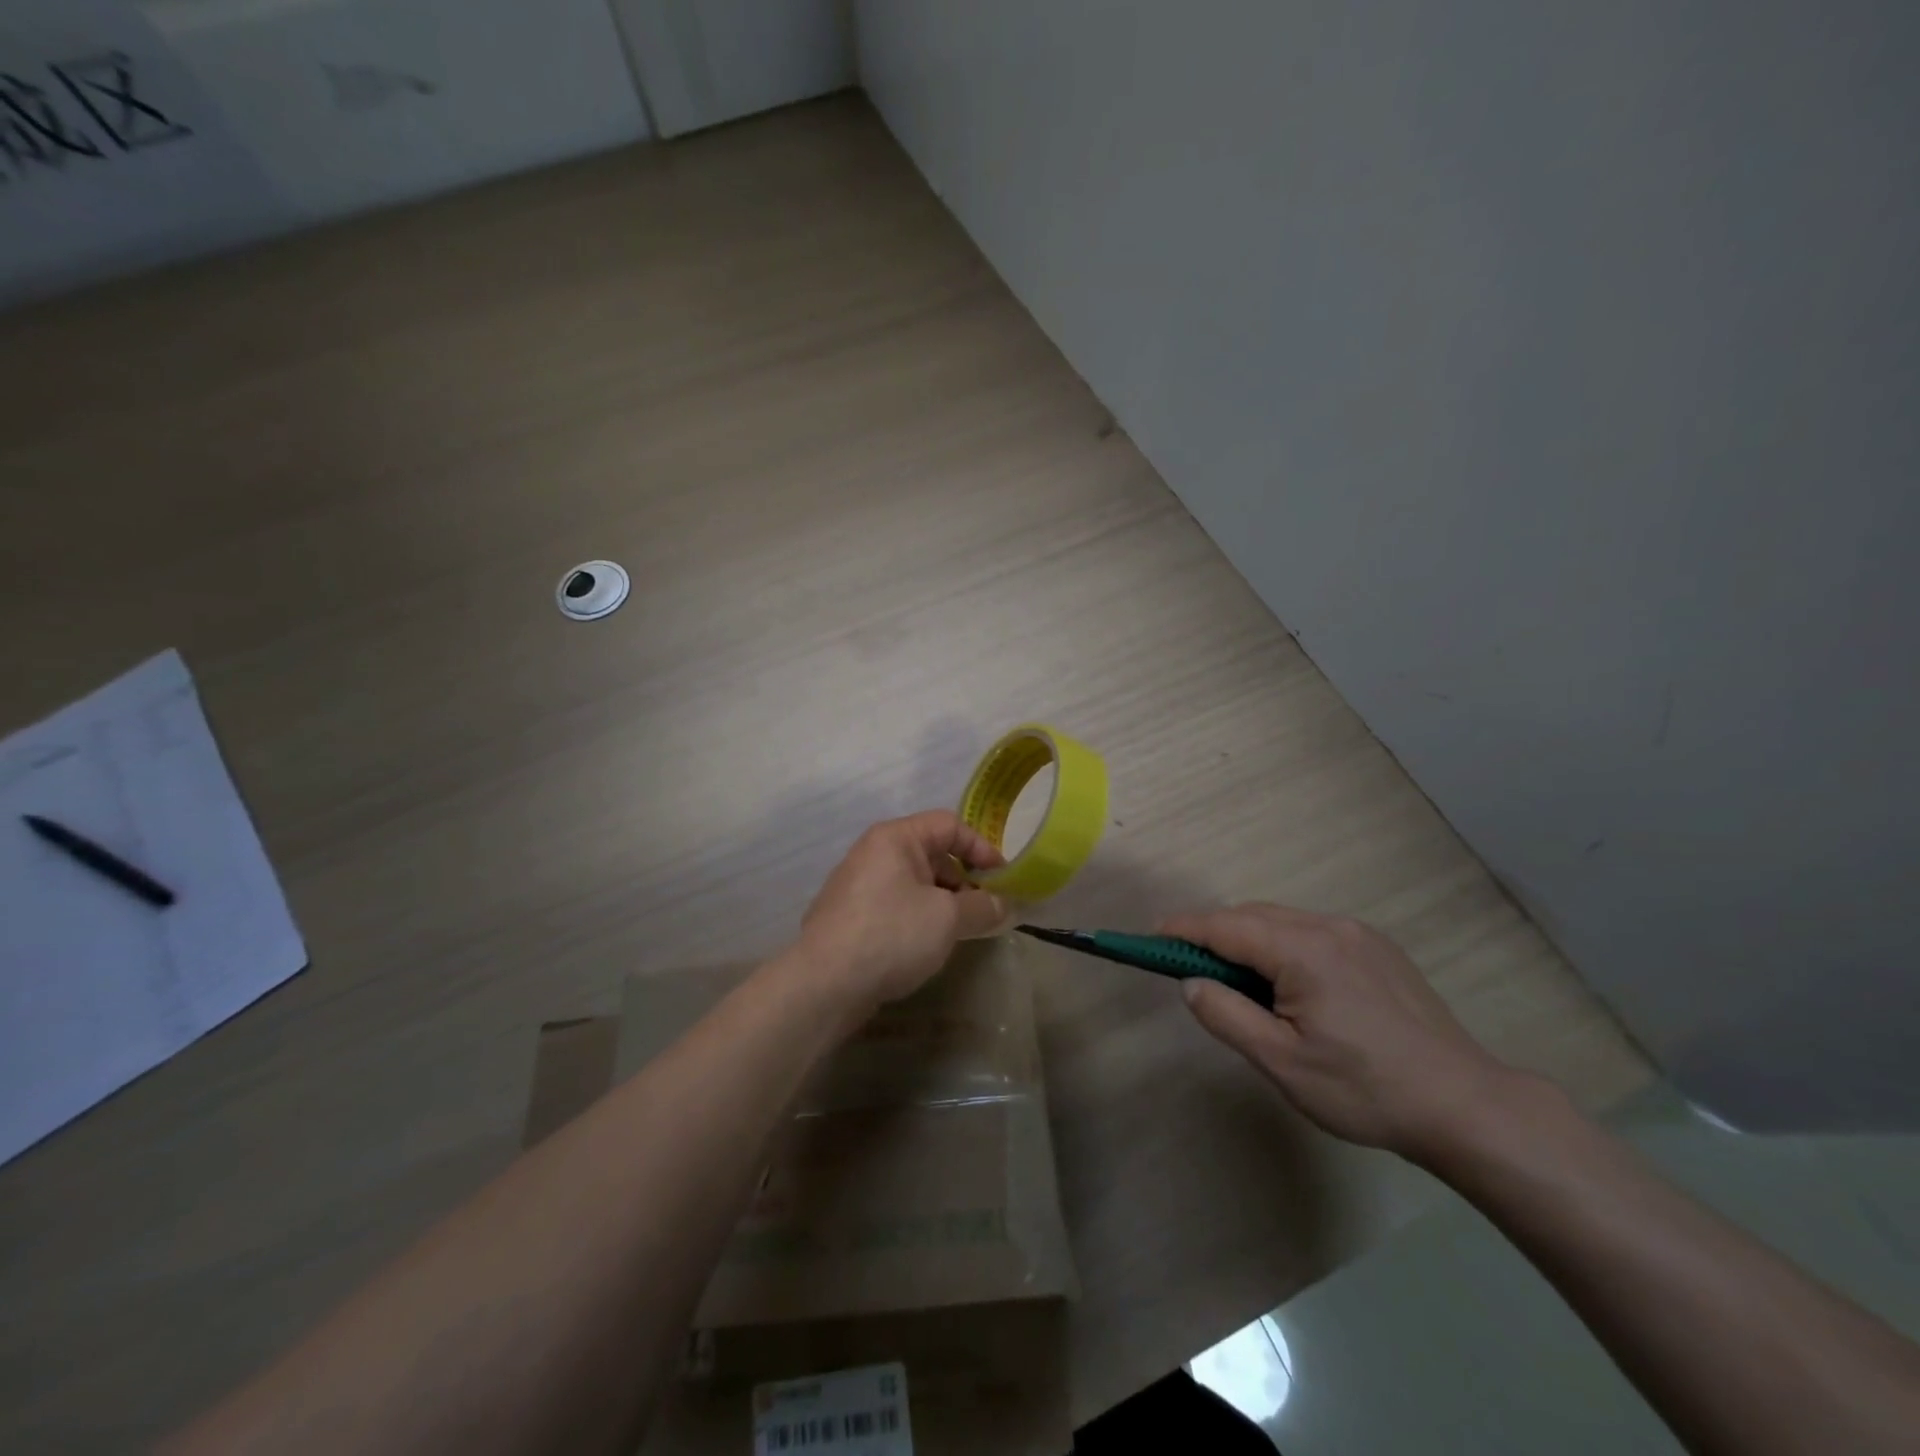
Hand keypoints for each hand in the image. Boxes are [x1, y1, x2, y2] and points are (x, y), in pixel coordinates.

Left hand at [796, 810, 1006, 1013]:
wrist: (824, 983)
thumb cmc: (892, 934)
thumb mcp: (947, 918)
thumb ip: (981, 907)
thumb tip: (1002, 905)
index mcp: (895, 838)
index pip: (949, 825)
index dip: (982, 848)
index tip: (1003, 880)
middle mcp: (873, 853)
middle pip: (932, 853)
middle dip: (964, 880)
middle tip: (985, 911)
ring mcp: (857, 885)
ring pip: (914, 883)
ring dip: (943, 902)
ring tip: (961, 932)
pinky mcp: (849, 917)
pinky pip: (895, 905)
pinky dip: (919, 918)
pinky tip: (927, 946)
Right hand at [1162, 903, 1526, 1162]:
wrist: (1466, 1106)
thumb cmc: (1365, 1089)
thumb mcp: (1282, 1063)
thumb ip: (1227, 1016)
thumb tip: (1191, 982)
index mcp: (1302, 950)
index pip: (1225, 925)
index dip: (1183, 929)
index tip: (1151, 937)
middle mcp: (1329, 927)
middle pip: (1252, 915)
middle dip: (1214, 933)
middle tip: (1188, 966)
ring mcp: (1358, 934)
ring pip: (1282, 921)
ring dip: (1248, 939)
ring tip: (1236, 980)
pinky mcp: (1378, 948)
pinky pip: (1312, 931)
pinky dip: (1282, 944)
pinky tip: (1288, 983)